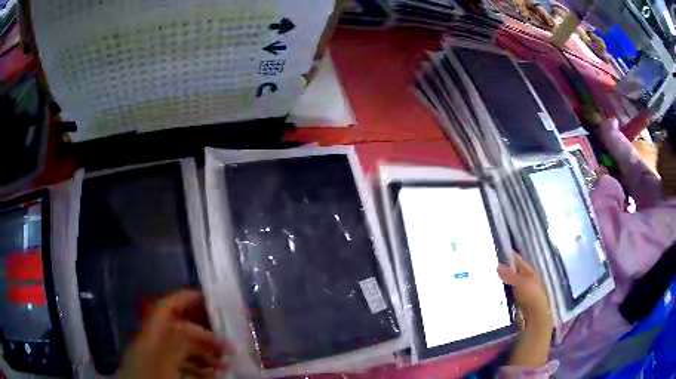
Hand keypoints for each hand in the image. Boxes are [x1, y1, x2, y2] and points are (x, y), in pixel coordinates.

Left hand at [118, 290, 230, 378]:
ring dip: (205, 353)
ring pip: (184, 349)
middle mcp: (153, 343)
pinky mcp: (163, 372)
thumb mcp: (165, 362)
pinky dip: (199, 367)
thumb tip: (197, 329)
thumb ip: (178, 342)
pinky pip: (183, 364)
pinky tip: (214, 374)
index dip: (185, 299)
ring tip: (224, 363)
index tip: (208, 299)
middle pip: (179, 329)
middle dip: (204, 334)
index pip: (166, 308)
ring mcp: (158, 359)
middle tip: (228, 345)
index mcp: (150, 335)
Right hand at [499, 253, 553, 368]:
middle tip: (489, 266)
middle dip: (505, 270)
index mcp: (531, 274)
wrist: (536, 319)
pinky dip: (502, 293)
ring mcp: (523, 295)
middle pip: (515, 273)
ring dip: (502, 283)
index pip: (520, 262)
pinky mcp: (518, 305)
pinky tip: (494, 295)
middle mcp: (528, 282)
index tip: (499, 251)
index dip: (512, 257)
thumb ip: (511, 275)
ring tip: (489, 280)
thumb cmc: (532, 298)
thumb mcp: (522, 284)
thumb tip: (498, 266)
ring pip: (511, 285)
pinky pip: (508, 296)